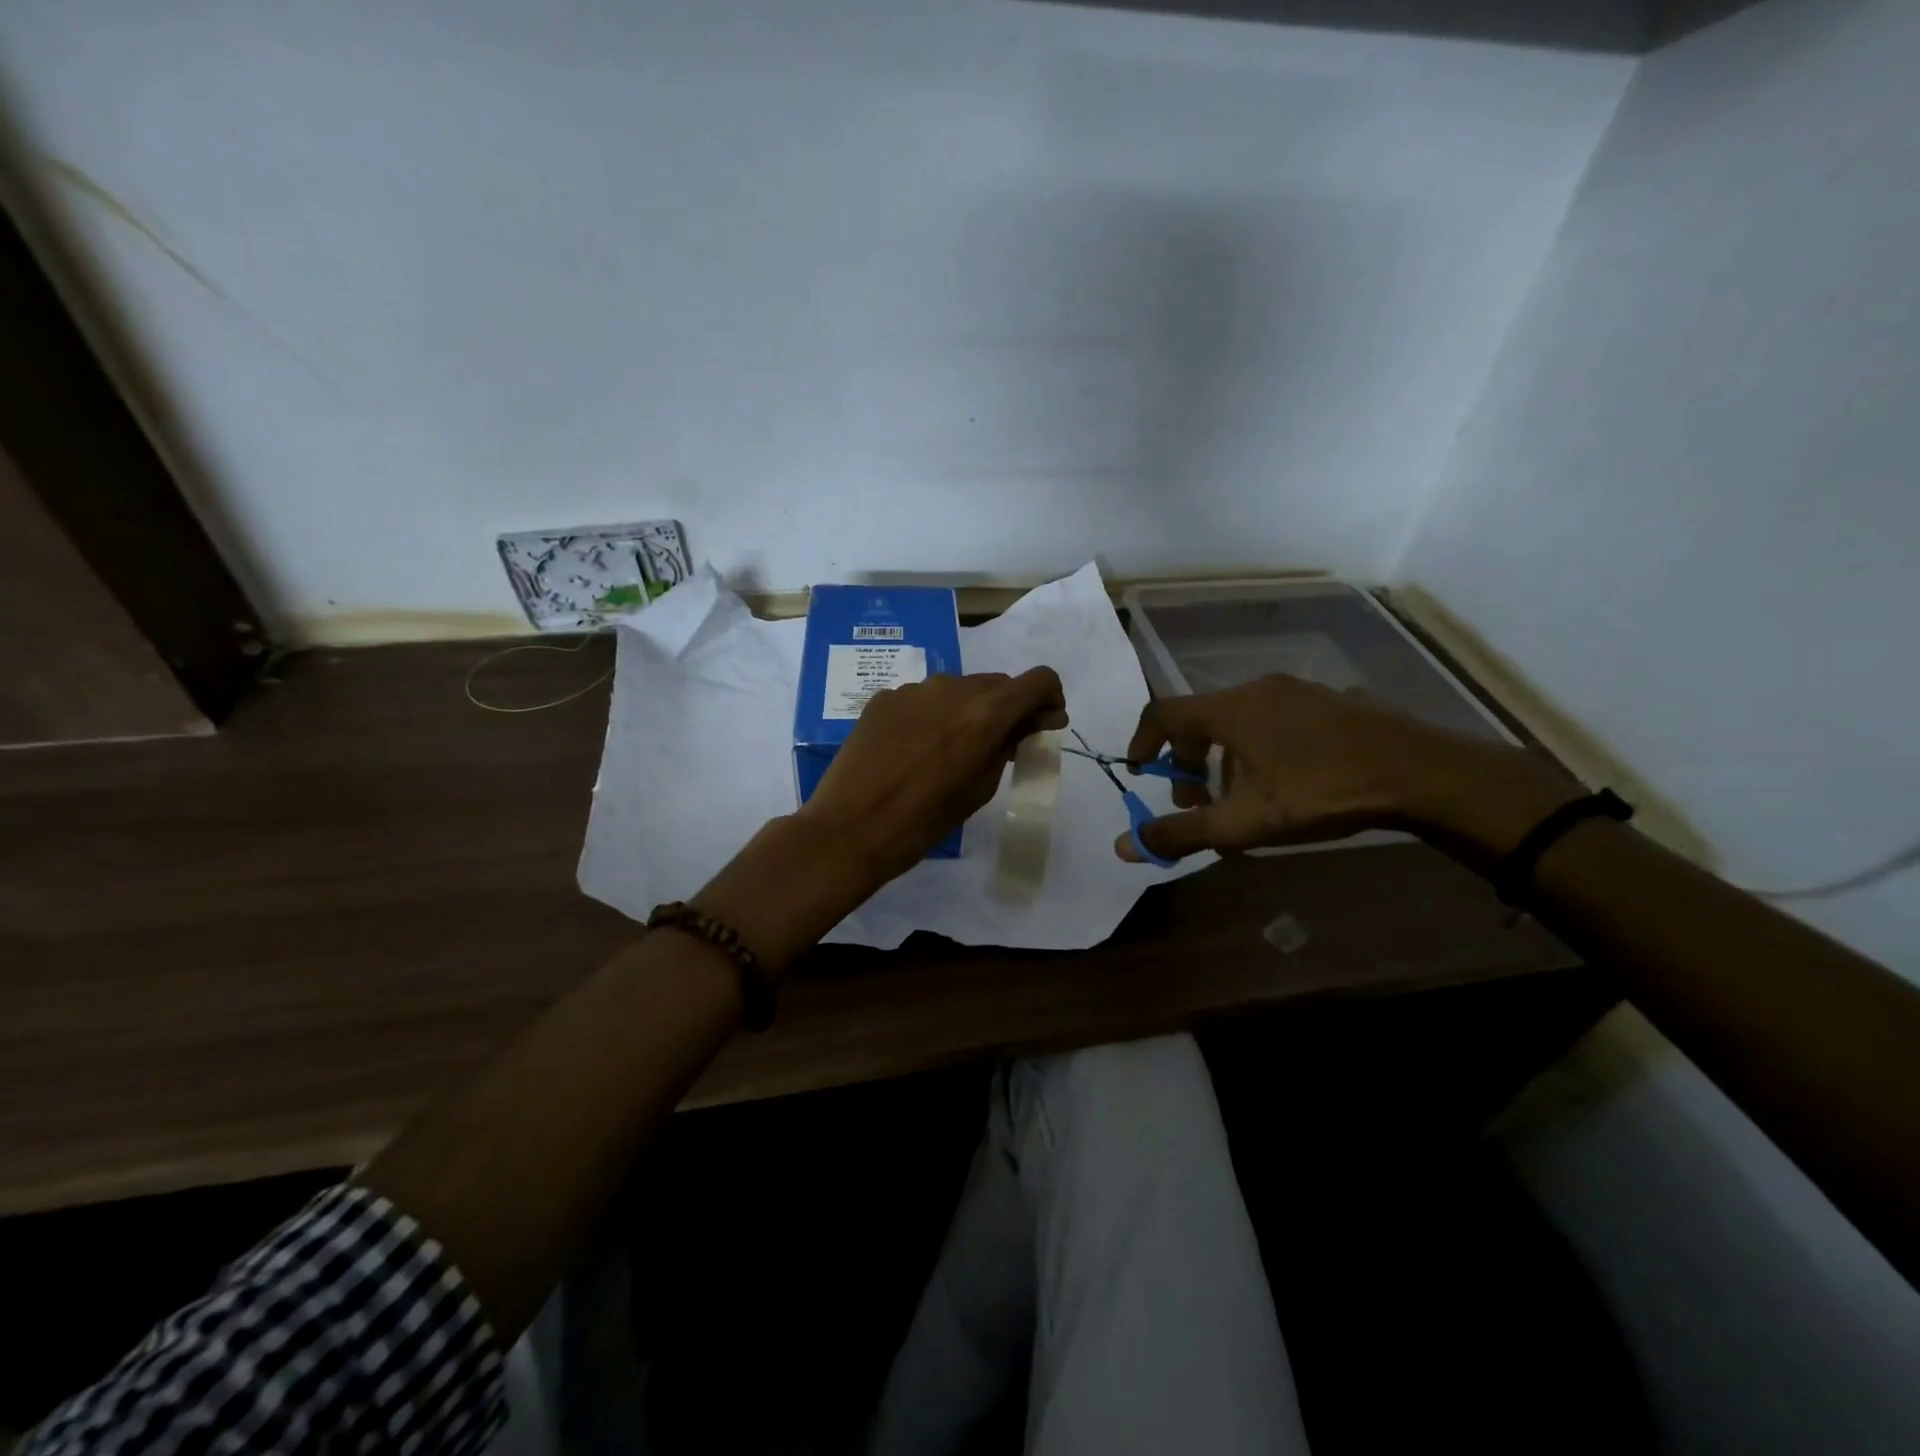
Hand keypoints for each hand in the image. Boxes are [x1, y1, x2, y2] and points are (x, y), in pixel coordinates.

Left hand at [803, 668, 1068, 887]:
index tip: (1043, 725)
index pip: (1039, 680)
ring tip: (952, 750)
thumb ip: (1006, 748)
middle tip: (1002, 745)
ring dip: (969, 711)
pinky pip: (924, 699)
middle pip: (997, 684)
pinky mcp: (884, 698)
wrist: (849, 828)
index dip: (1049, 700)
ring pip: (958, 690)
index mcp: (986, 712)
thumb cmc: (923, 821)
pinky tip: (916, 749)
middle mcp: (952, 688)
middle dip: (1008, 709)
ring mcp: (914, 689)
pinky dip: (933, 716)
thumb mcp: (979, 789)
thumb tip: (1023, 726)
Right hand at [1115, 674, 1573, 862]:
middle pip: (1200, 722)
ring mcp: (1295, 692)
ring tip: (1242, 804)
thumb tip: (1124, 846)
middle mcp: (1256, 690)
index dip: (1142, 742)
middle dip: (1187, 765)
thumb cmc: (1318, 792)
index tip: (1139, 773)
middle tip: (1197, 804)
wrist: (1417, 772)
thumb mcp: (1243, 822)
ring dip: (1224, 763)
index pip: (1162, 713)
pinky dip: (1256, 752)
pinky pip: (1271, 722)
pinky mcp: (1326, 702)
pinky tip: (1283, 787)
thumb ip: (1181, 834)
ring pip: (1238, 725)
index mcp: (1229, 709)